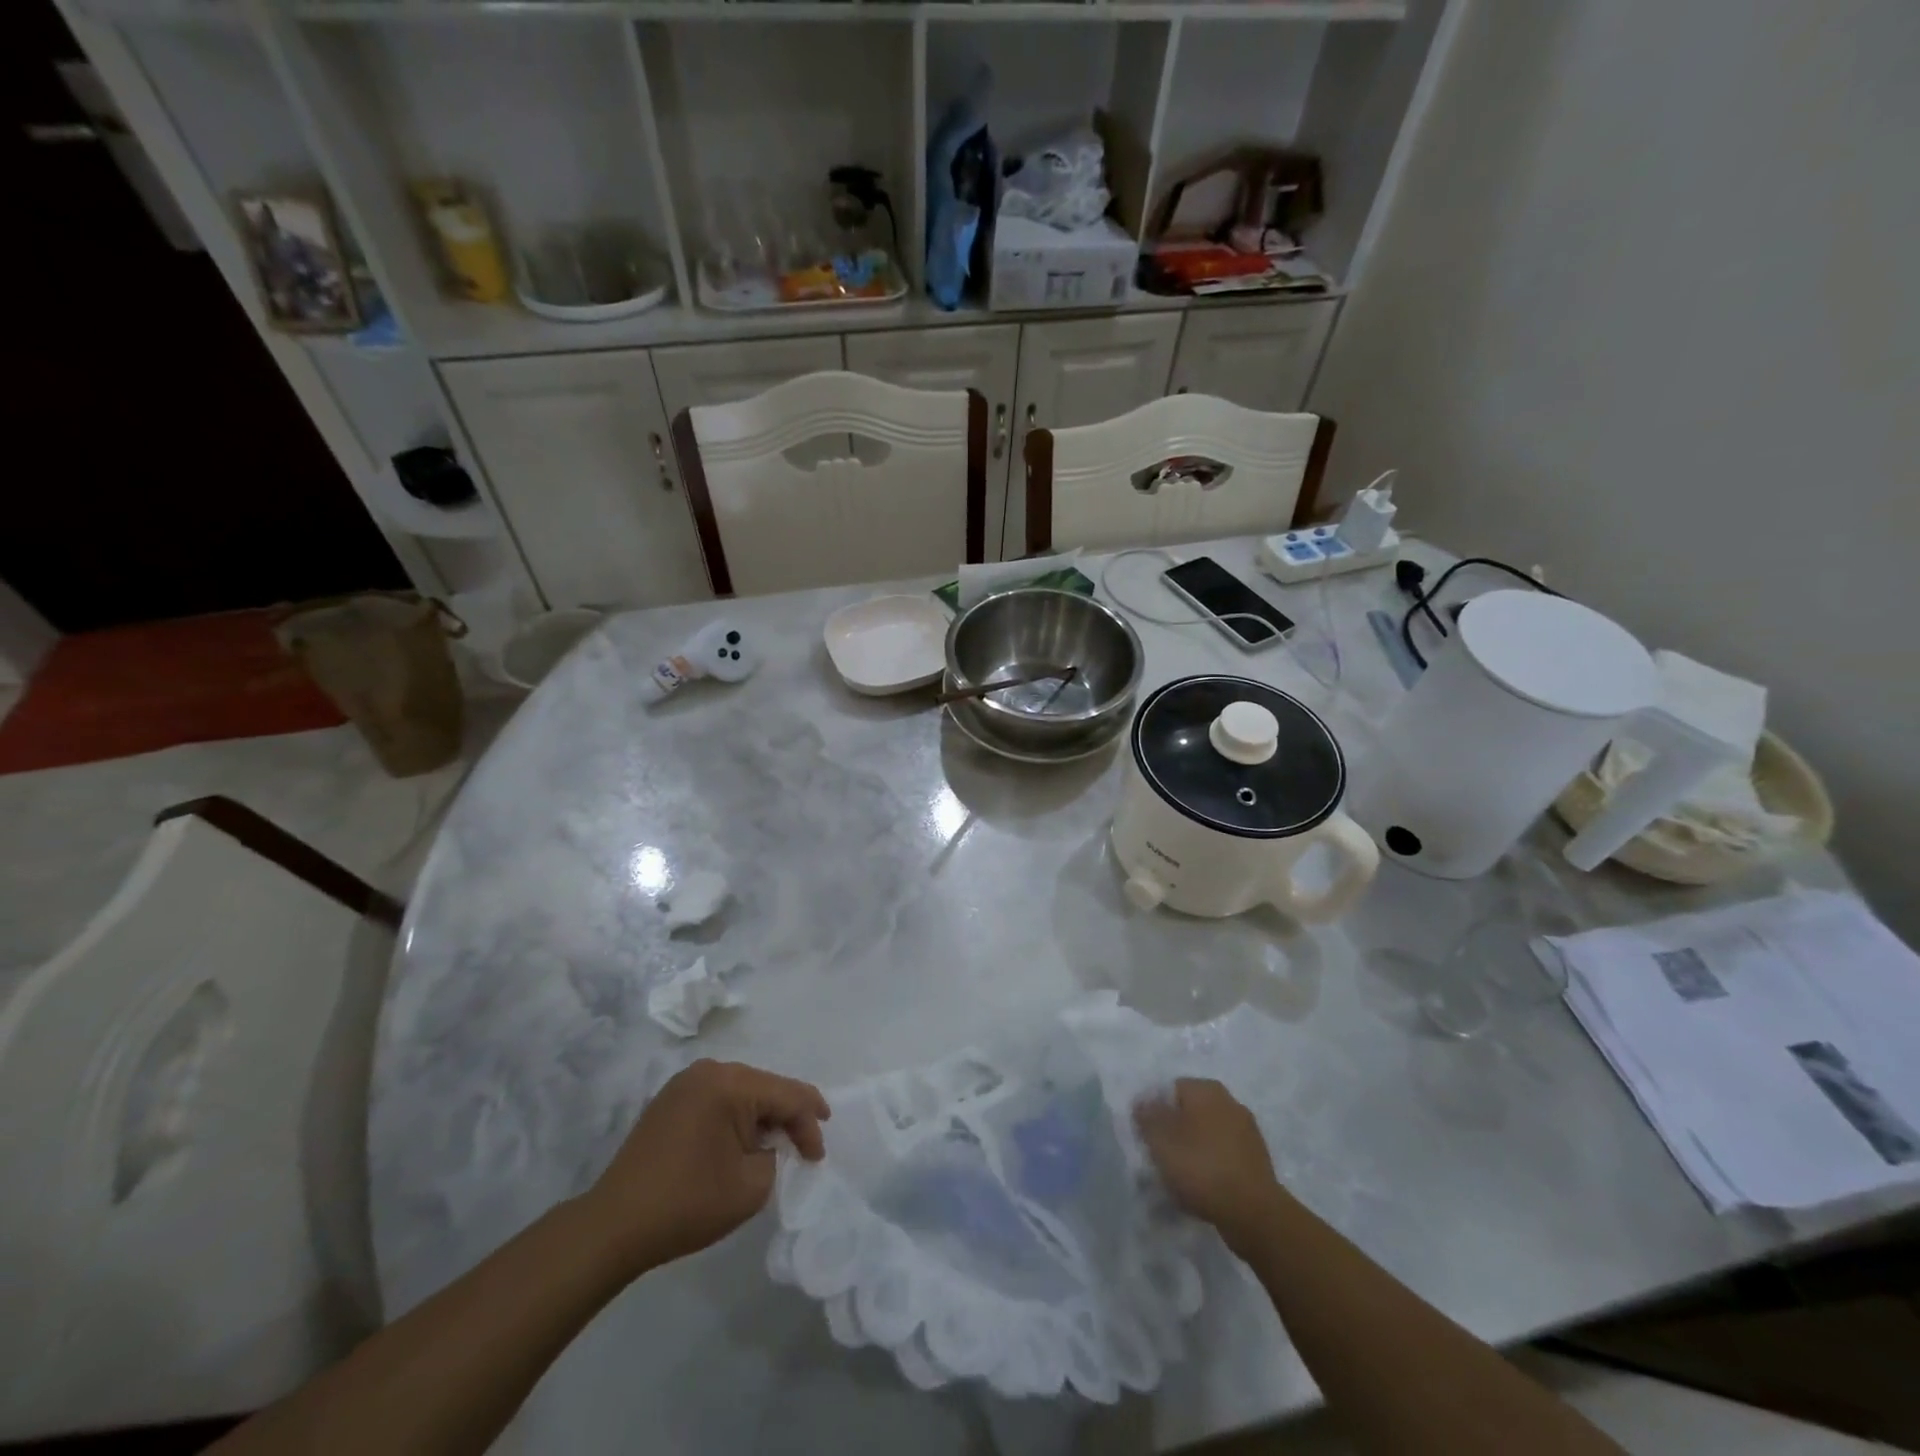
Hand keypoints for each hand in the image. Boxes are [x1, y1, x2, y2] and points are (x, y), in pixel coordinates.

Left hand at [588, 1059, 829, 1274]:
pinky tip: (742, 1142)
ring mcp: (685, 1083)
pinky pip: (718, 1098)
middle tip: (804, 1148)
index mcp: (731, 1083)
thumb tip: (774, 1145)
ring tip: (777, 1145)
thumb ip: (777, 1156)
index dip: (810, 1123)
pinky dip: (736, 1118)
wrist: (613, 1226)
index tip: (818, 1155)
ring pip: (742, 1091)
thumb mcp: (751, 1186)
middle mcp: (709, 1071)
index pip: (788, 1095)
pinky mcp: (670, 1100)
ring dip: (762, 1117)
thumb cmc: (687, 1204)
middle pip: (766, 1087)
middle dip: (788, 1117)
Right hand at [1135, 1078, 1286, 1252]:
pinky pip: (1223, 1155)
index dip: (1154, 1110)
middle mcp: (1229, 1101)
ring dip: (1193, 1149)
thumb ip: (1147, 1117)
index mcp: (1206, 1089)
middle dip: (1174, 1130)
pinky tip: (1202, 1187)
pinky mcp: (1256, 1159)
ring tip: (1180, 1176)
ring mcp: (1247, 1131)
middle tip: (1160, 1156)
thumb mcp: (1161, 1140)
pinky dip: (1211, 1166)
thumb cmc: (1201, 1168)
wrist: (1253, 1213)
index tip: (1145, 1136)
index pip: (1170, 1089)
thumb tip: (1142, 1102)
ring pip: (1207, 1134)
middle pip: (1190, 1111)